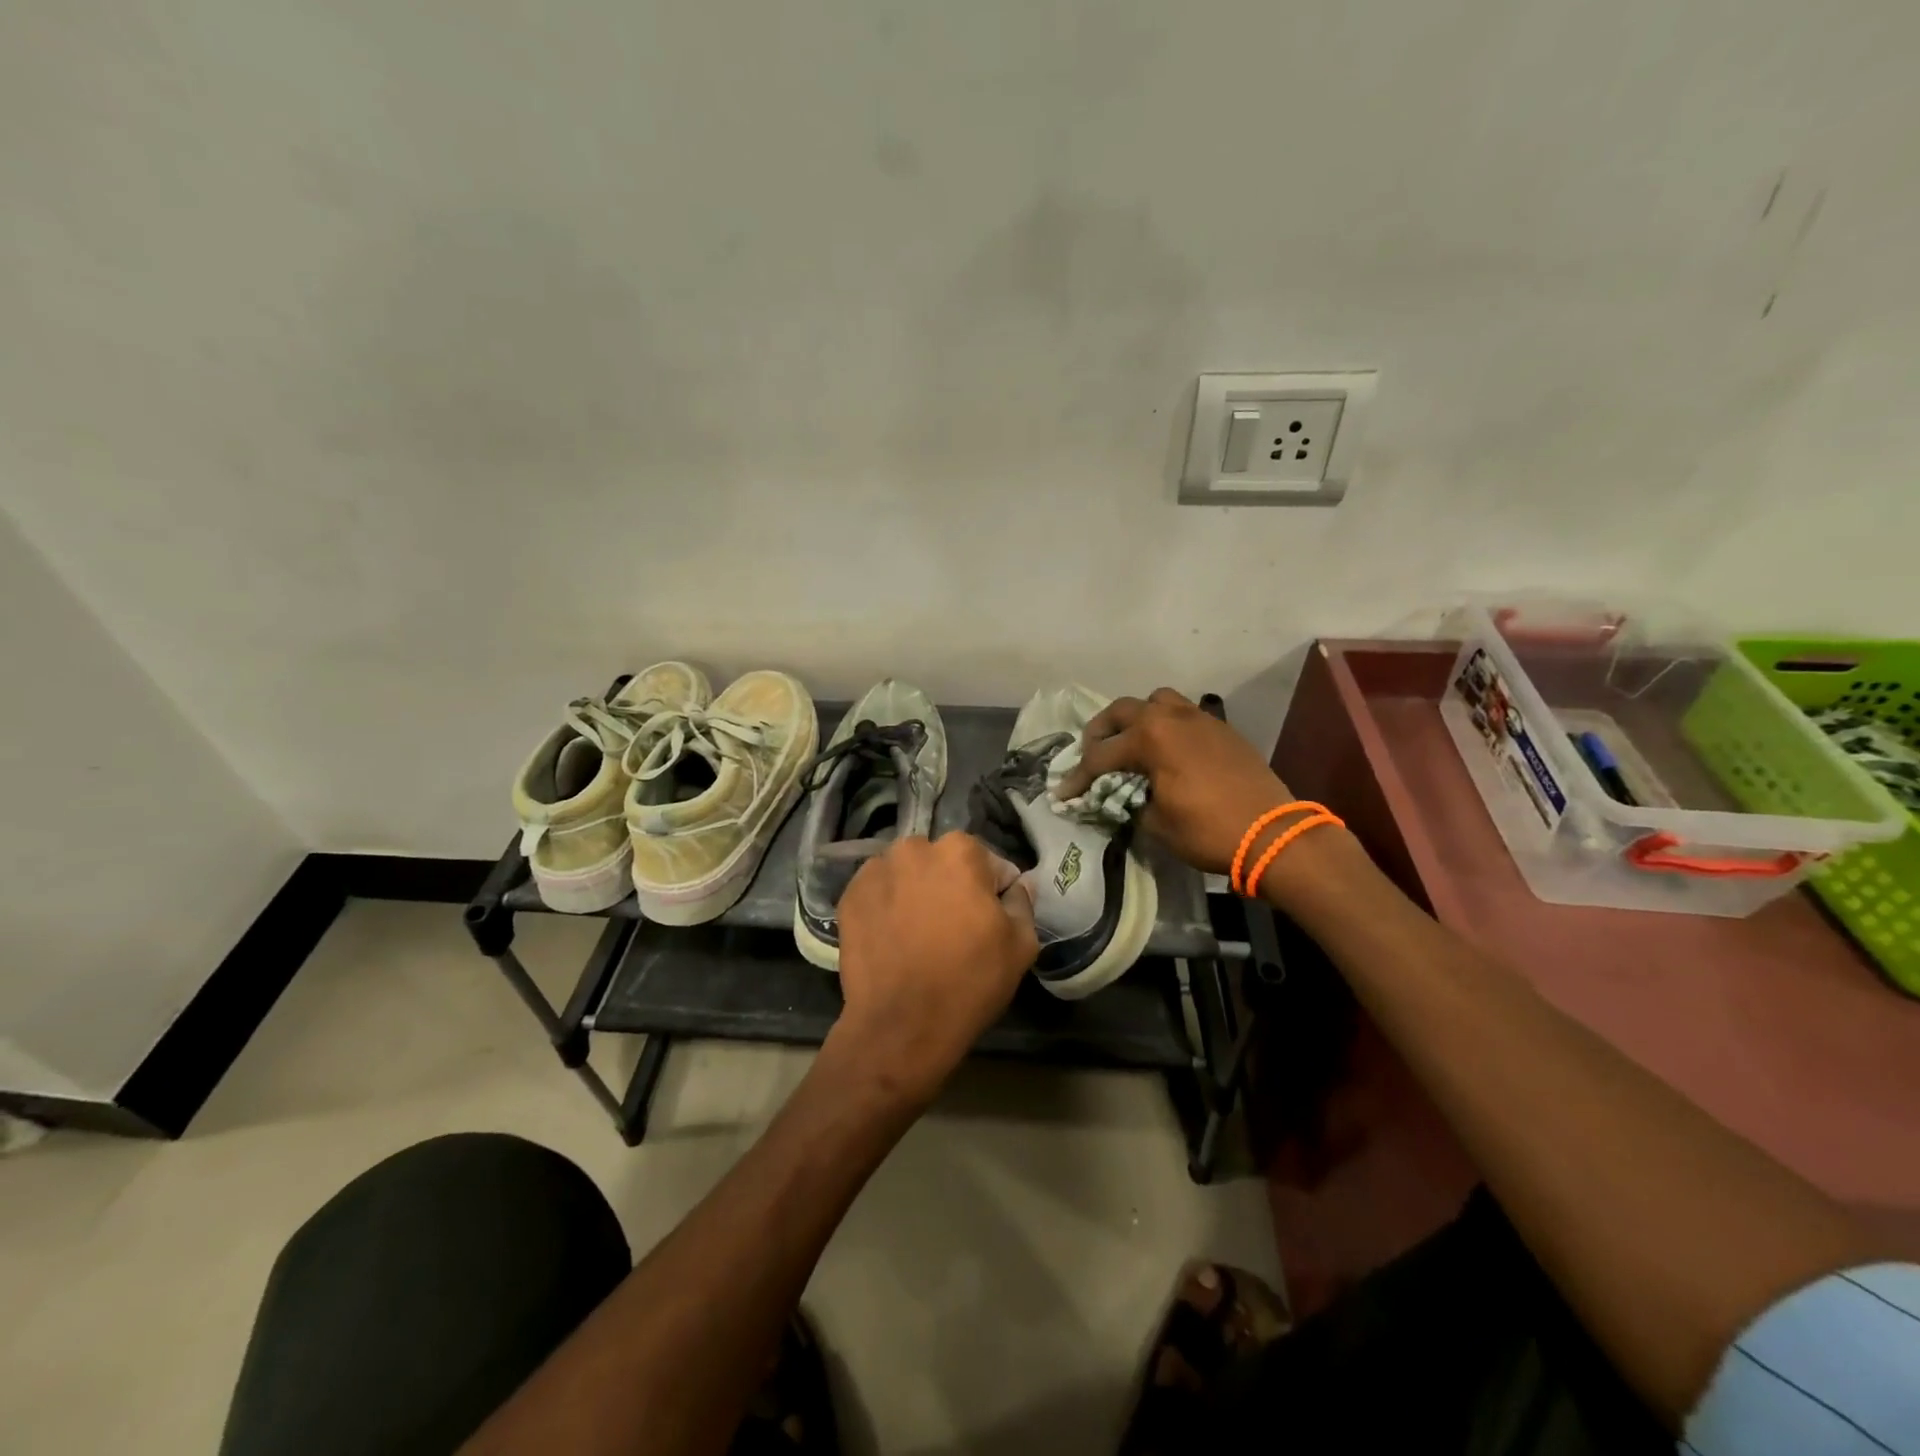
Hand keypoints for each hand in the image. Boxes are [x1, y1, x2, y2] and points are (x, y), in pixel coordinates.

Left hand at [831, 832, 1038, 1106]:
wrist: (901, 1026)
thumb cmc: (969, 982)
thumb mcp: (1020, 945)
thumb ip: (1022, 902)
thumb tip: (1019, 883)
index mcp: (960, 850)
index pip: (989, 864)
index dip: (993, 894)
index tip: (987, 923)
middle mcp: (914, 848)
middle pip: (943, 863)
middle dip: (950, 885)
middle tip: (952, 928)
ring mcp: (875, 870)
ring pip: (907, 875)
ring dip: (916, 892)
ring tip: (918, 934)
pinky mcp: (849, 896)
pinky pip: (878, 893)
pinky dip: (886, 907)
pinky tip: (893, 939)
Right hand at [1055, 688, 1294, 875]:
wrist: (1273, 834)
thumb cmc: (1208, 830)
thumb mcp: (1156, 823)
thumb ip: (1130, 802)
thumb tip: (1122, 797)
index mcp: (1150, 737)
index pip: (1100, 756)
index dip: (1078, 778)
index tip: (1062, 794)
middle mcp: (1172, 717)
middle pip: (1122, 711)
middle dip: (1100, 732)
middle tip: (1092, 755)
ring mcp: (1200, 719)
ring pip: (1157, 701)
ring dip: (1137, 718)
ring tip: (1132, 742)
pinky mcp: (1221, 729)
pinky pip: (1184, 715)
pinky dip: (1167, 726)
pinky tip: (1168, 752)